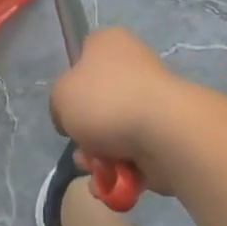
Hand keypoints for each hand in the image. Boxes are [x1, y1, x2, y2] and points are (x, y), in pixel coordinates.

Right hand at [50, 27, 192, 195]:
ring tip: (98, 170)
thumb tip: (73, 118)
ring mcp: (153, 100)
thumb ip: (59, 104)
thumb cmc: (106, 101)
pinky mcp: (167, 132)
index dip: (71, 82)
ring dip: (100, 157)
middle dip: (85, 133)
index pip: (84, 55)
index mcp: (109, 43)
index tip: (68, 106)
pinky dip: (122, 171)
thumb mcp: (61, 95)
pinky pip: (135, 153)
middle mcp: (133, 65)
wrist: (164, 132)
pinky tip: (115, 181)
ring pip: (115, 132)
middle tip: (82, 148)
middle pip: (98, 102)